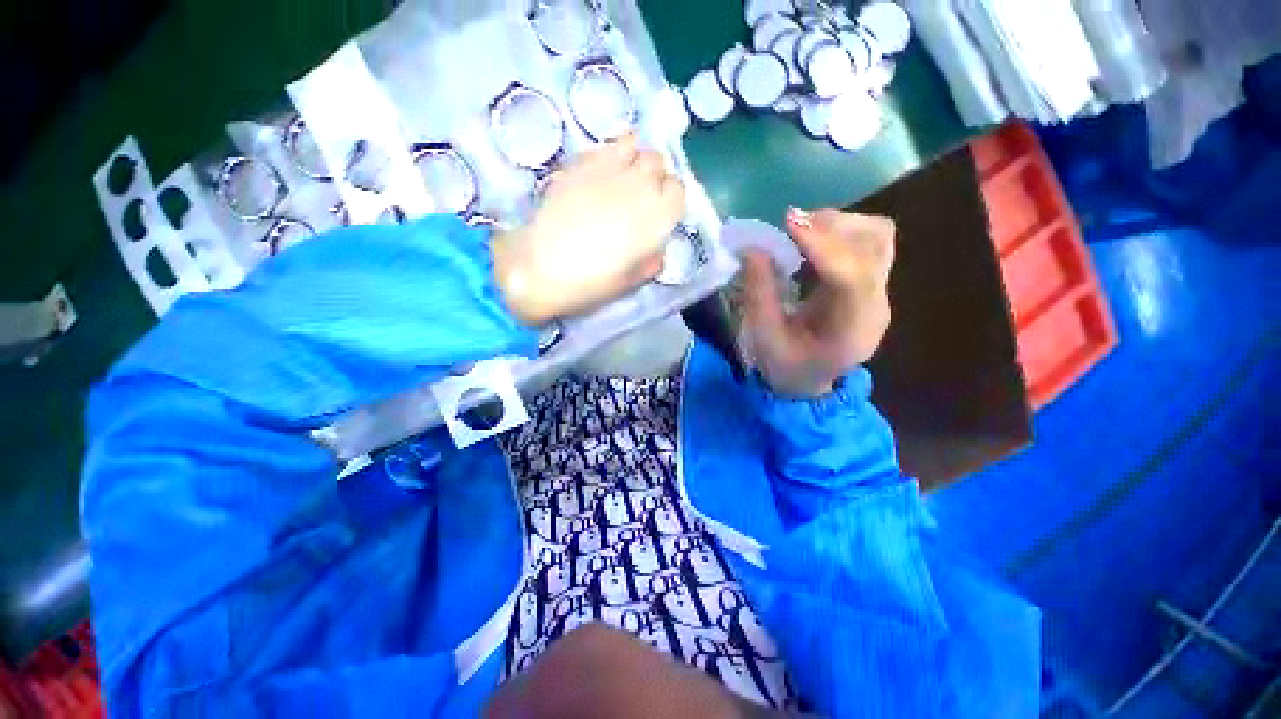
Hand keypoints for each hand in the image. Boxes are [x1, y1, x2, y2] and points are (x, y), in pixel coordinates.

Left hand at [492, 134, 686, 324]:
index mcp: (656, 217)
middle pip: (657, 162)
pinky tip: (600, 174)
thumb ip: (650, 262)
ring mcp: (608, 169)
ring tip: (621, 179)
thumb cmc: (591, 281)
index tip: (661, 211)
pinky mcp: (580, 163)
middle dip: (654, 176)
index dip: (671, 199)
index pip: (678, 190)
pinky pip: (605, 147)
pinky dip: (610, 155)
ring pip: (633, 145)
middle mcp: (638, 185)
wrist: (541, 267)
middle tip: (639, 195)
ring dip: (633, 159)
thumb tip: (656, 250)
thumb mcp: (630, 281)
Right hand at [741, 208, 895, 397]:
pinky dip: (838, 230)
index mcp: (853, 330)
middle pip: (875, 246)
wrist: (809, 379)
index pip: (852, 278)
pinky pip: (866, 239)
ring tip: (799, 231)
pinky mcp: (868, 279)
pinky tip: (810, 240)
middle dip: (830, 228)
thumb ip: (759, 296)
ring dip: (837, 225)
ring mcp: (877, 290)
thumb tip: (753, 250)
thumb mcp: (765, 339)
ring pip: (876, 235)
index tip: (788, 222)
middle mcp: (875, 304)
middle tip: (788, 228)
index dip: (823, 246)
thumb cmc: (786, 367)